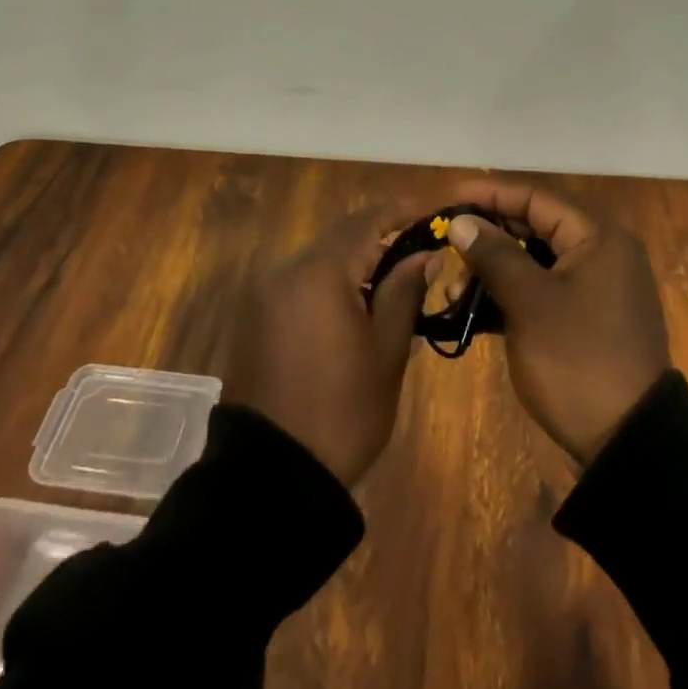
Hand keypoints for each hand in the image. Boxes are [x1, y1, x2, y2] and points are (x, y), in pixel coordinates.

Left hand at [224, 204, 430, 485]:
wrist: (273, 476)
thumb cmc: (343, 413)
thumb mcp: (386, 352)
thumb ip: (404, 291)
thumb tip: (426, 253)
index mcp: (319, 273)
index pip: (366, 222)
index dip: (401, 212)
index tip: (431, 213)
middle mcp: (286, 270)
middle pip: (341, 237)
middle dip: (380, 238)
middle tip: (419, 251)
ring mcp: (265, 292)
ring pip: (319, 258)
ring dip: (354, 261)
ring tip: (393, 280)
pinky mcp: (256, 315)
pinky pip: (300, 281)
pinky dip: (330, 282)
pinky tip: (355, 304)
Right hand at [446, 180, 669, 462]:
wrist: (629, 444)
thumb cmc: (578, 359)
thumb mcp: (530, 303)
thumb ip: (494, 254)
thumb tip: (460, 221)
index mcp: (598, 239)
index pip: (536, 198)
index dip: (490, 195)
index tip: (448, 199)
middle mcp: (601, 254)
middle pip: (534, 228)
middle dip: (487, 237)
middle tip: (446, 244)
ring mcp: (595, 289)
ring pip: (534, 262)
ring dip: (493, 270)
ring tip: (453, 286)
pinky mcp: (586, 320)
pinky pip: (542, 291)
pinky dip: (509, 295)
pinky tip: (472, 309)